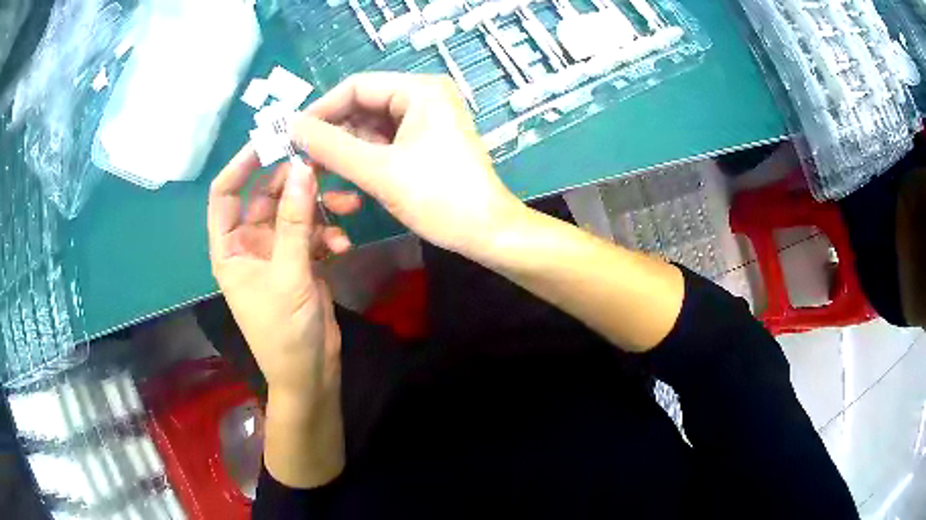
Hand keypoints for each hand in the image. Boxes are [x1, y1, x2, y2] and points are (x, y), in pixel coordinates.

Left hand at [207, 150, 358, 486]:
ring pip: (295, 213)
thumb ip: (295, 221)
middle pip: (267, 197)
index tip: (270, 140)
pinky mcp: (301, 262)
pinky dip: (329, 234)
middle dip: (295, 182)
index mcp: (230, 248)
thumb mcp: (288, 274)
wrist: (311, 374)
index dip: (241, 165)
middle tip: (325, 164)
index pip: (225, 194)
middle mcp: (250, 245)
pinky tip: (343, 246)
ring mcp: (277, 253)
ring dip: (320, 208)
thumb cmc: (285, 332)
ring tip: (349, 205)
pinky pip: (313, 234)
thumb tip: (302, 168)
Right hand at [292, 73, 527, 257]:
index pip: (355, 87)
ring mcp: (427, 119)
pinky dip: (364, 158)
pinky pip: (385, 141)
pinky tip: (347, 178)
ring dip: (346, 149)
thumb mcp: (378, 170)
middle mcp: (424, 96)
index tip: (292, 136)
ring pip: (371, 126)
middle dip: (333, 133)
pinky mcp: (427, 141)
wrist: (487, 232)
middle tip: (303, 160)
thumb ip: (331, 146)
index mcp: (419, 89)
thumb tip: (291, 126)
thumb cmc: (438, 197)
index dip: (321, 110)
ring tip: (321, 173)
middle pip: (363, 106)